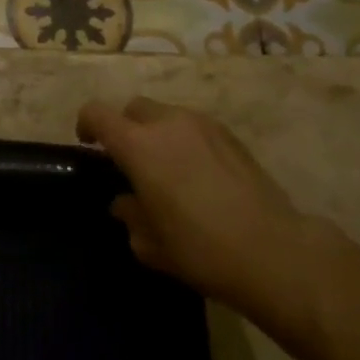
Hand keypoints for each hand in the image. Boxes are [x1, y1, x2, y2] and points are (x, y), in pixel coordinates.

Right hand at [77, 96, 313, 314]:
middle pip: (133, 108)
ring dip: (157, 133)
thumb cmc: (201, 249)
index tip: (88, 145)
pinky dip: (185, 140)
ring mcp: (202, 124)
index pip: (98, 114)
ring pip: (166, 114)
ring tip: (167, 169)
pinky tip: (198, 174)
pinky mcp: (230, 134)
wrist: (273, 250)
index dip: (86, 125)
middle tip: (130, 161)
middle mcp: (167, 123)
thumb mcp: (151, 244)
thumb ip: (130, 216)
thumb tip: (125, 203)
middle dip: (125, 127)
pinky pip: (194, 126)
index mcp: (138, 145)